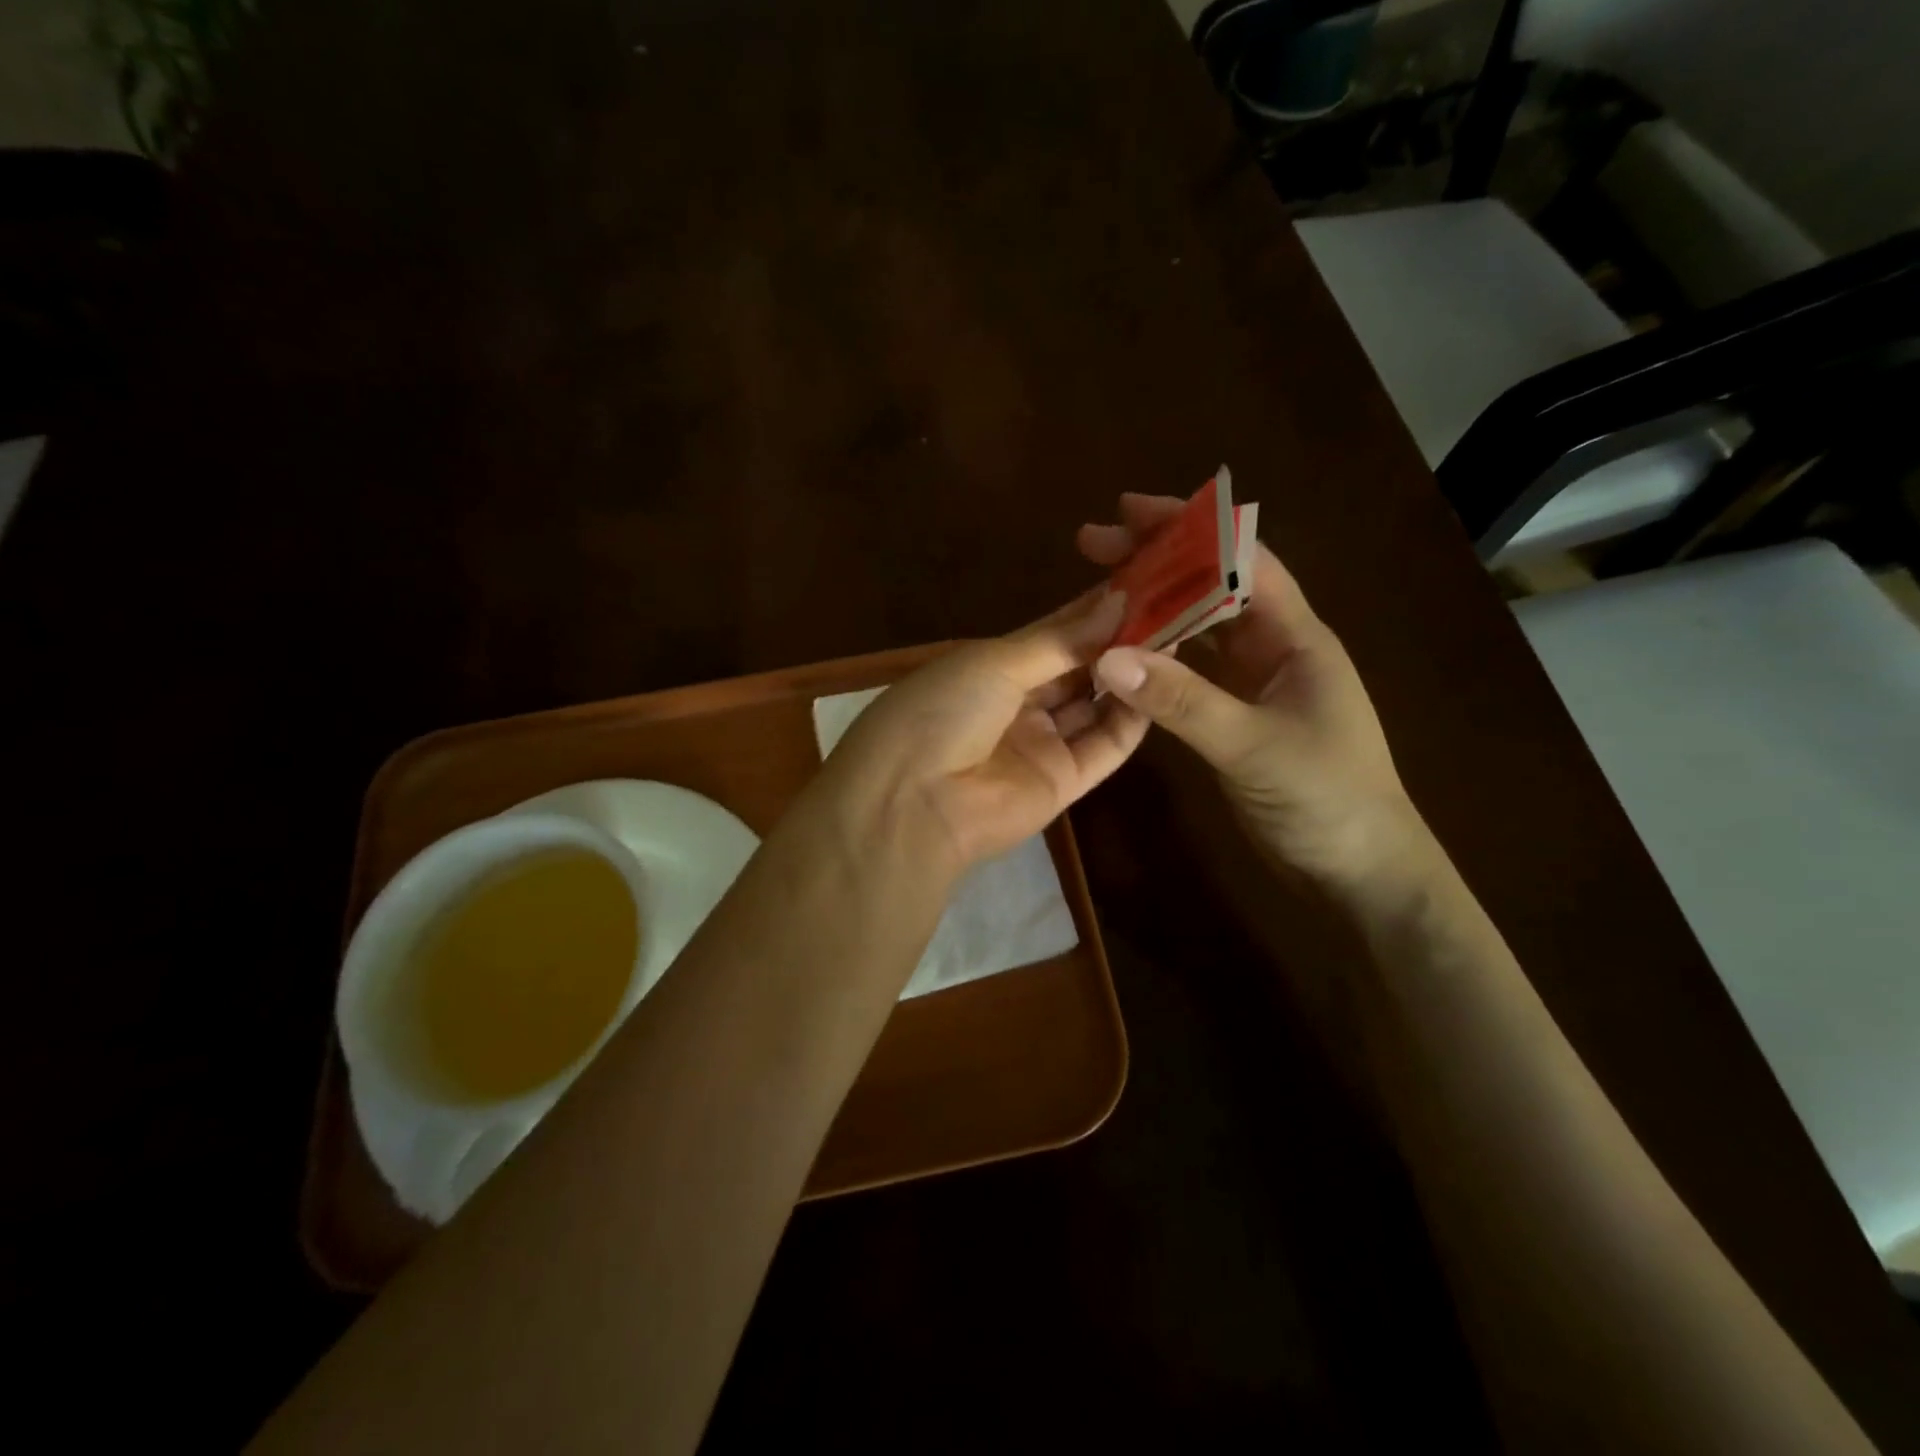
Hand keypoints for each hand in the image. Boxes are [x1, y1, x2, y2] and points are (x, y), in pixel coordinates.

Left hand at [809, 590, 1148, 880]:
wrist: (915, 803)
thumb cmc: (943, 711)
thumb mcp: (994, 662)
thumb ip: (1060, 640)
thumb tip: (1116, 601)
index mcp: (990, 668)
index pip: (1053, 632)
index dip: (1093, 609)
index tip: (1142, 580)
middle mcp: (1017, 703)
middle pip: (1077, 667)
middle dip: (1118, 639)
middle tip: (1173, 606)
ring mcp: (1041, 744)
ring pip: (1095, 704)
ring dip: (1129, 674)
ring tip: (1178, 637)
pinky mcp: (1063, 783)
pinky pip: (1104, 747)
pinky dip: (1131, 718)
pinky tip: (1161, 685)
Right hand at [1079, 493, 1426, 896]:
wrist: (1361, 871)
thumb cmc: (1327, 799)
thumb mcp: (1253, 747)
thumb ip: (1183, 701)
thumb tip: (1108, 656)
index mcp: (1295, 636)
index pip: (1240, 559)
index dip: (1187, 529)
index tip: (1128, 513)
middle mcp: (1274, 648)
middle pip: (1211, 586)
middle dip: (1156, 562)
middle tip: (1093, 546)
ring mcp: (1254, 684)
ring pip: (1196, 629)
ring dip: (1151, 608)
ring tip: (1096, 594)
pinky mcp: (1235, 716)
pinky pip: (1188, 672)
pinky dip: (1155, 658)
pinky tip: (1120, 654)